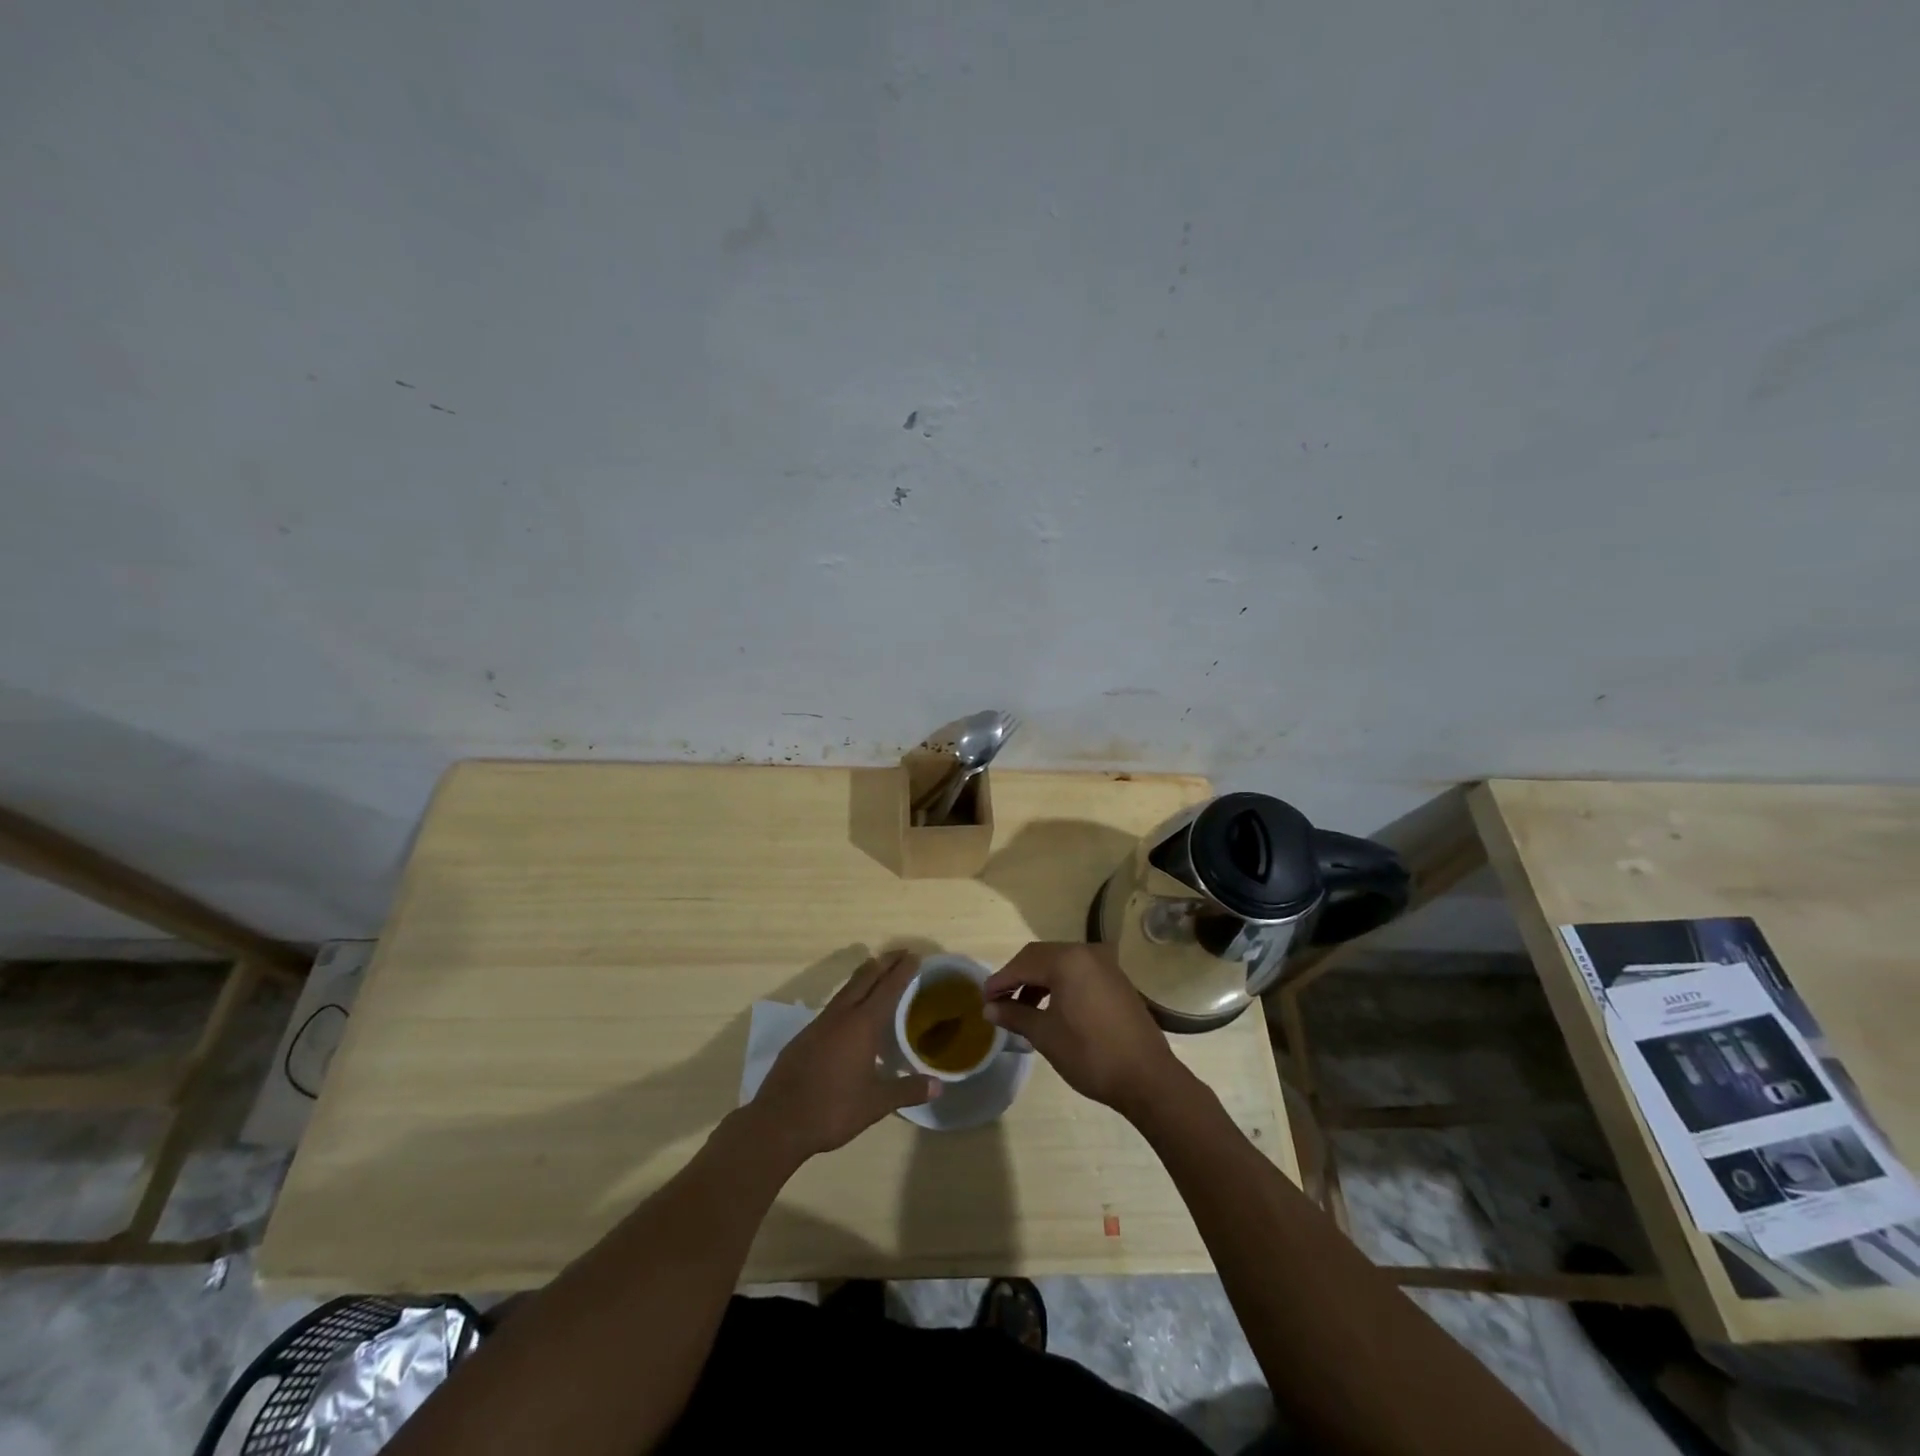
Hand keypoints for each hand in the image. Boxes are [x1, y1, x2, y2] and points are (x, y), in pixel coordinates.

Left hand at [748, 950, 939, 1163]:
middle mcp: (841, 1016)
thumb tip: (939, 1086)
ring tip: (879, 974)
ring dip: (865, 977)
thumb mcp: (876, 1104)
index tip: (915, 956)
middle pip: (865, 978)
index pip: (888, 988)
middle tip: (901, 953)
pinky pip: (833, 1006)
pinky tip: (852, 1014)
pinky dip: (849, 998)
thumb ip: (908, 1091)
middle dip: (884, 962)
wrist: (778, 1122)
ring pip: (846, 989)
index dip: (903, 971)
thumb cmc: (833, 1109)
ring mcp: (819, 1024)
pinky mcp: (805, 1036)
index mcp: (862, 1025)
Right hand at [983, 943, 1186, 1120]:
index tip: (984, 1000)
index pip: (1023, 963)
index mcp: (1067, 960)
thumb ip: (1015, 1015)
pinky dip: (1059, 985)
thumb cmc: (1091, 1054)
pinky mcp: (1116, 980)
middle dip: (1018, 977)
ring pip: (1060, 964)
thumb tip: (989, 1009)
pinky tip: (1051, 1008)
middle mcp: (1086, 953)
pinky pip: (1078, 973)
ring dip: (1038, 981)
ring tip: (1022, 1009)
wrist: (1147, 1077)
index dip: (1000, 981)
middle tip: (999, 1002)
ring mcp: (1105, 965)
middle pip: (1041, 957)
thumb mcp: (1046, 1035)